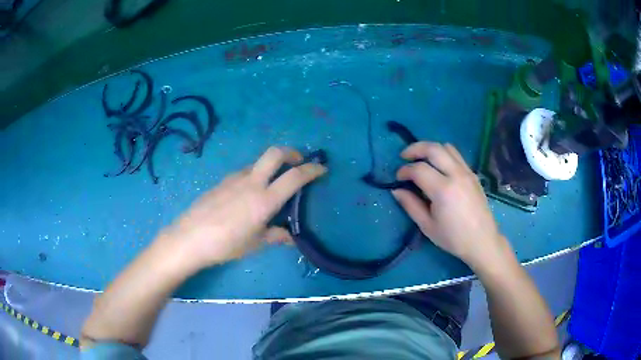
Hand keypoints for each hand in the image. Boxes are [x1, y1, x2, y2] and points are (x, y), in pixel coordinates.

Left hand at [159, 146, 326, 268]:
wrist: (191, 237)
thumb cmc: (226, 244)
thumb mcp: (255, 243)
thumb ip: (275, 236)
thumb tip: (289, 238)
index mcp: (264, 200)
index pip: (294, 177)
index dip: (312, 169)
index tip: (322, 168)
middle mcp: (251, 182)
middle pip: (275, 153)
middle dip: (291, 152)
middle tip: (298, 161)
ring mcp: (235, 178)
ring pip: (258, 162)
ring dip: (271, 166)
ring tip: (272, 184)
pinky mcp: (222, 181)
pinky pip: (244, 172)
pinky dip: (255, 175)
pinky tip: (248, 194)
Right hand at [391, 142, 505, 267]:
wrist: (482, 241)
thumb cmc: (453, 238)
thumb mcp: (427, 226)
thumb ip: (411, 205)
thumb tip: (396, 190)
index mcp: (443, 190)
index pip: (419, 169)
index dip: (404, 170)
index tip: (398, 178)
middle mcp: (456, 174)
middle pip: (433, 149)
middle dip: (415, 149)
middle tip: (404, 156)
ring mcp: (467, 172)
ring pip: (446, 147)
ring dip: (430, 149)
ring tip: (421, 159)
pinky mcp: (473, 174)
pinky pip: (456, 155)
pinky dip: (444, 154)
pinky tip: (438, 167)